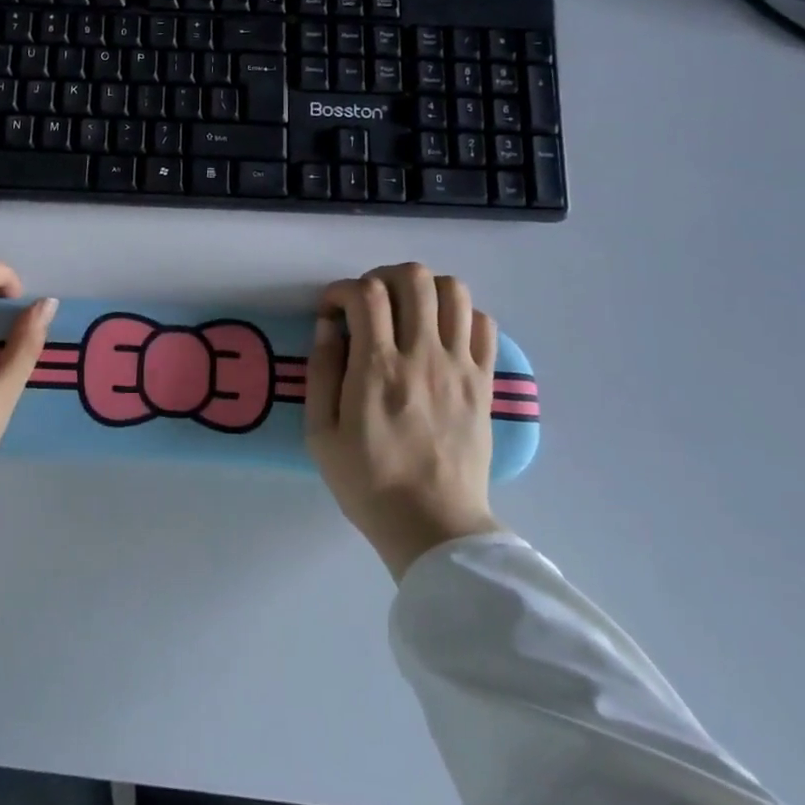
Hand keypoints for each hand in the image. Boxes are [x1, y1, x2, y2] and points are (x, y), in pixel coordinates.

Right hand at [305, 264, 503, 576]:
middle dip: (381, 277)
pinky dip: (459, 314)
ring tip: (405, 311)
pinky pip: (483, 323)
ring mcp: (460, 367)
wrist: (434, 527)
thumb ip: (321, 371)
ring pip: (453, 291)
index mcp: (378, 369)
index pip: (365, 294)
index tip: (330, 311)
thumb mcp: (321, 433)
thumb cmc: (368, 482)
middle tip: (368, 303)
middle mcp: (423, 356)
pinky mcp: (484, 382)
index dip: (341, 290)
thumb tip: (328, 325)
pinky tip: (439, 334)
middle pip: (412, 278)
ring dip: (423, 289)